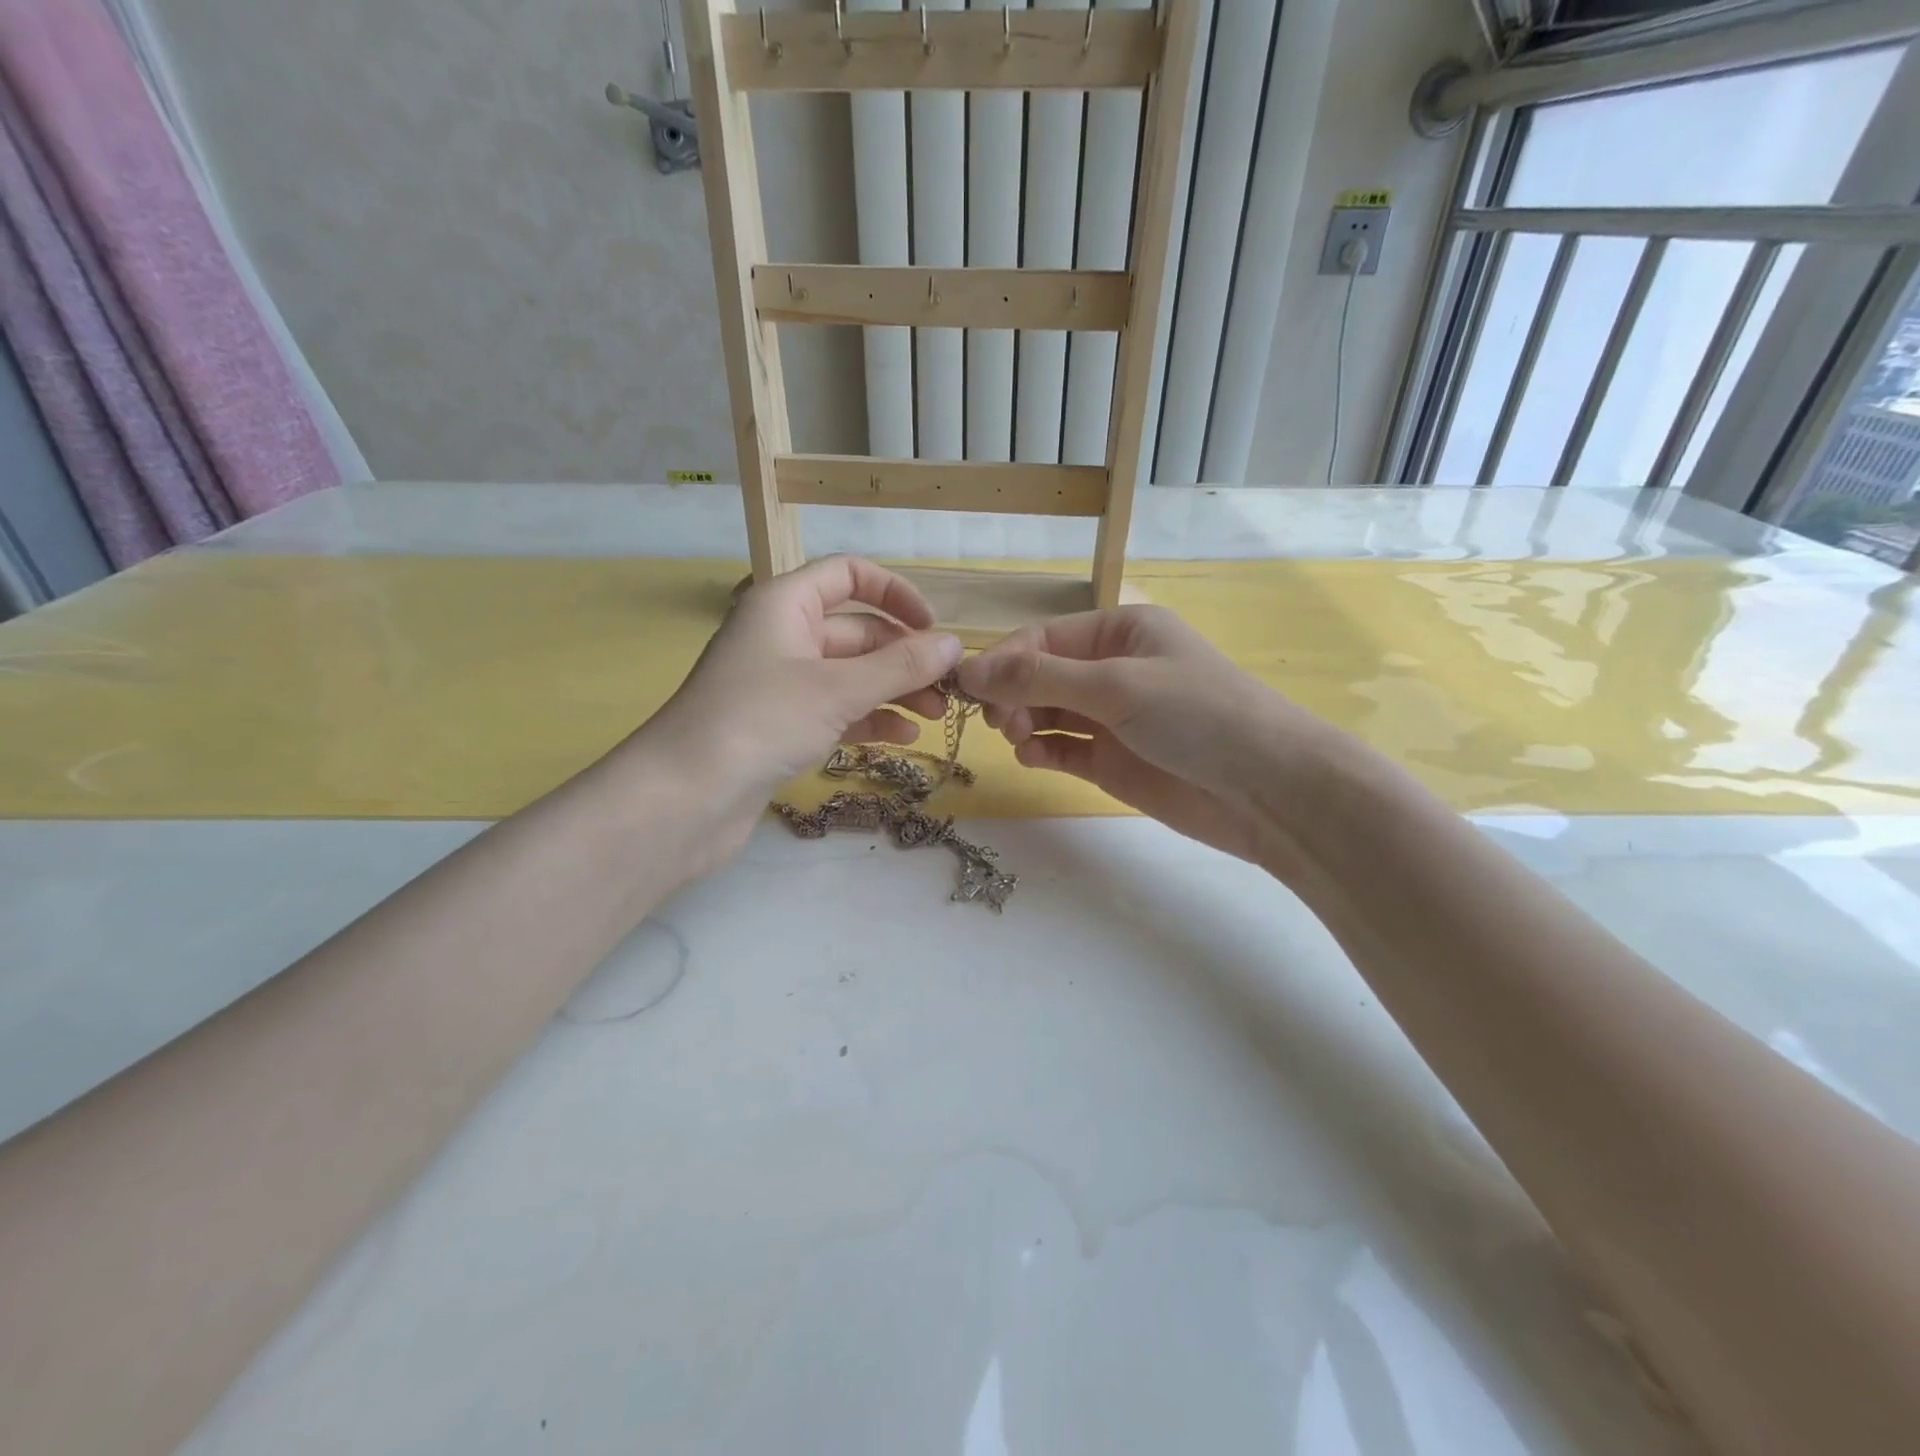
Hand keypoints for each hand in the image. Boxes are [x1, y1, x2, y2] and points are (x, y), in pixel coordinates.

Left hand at [628, 556, 962, 867]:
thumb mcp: (838, 689)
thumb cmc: (760, 722)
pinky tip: (902, 739)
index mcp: (785, 604)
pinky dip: (869, 720)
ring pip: (851, 675)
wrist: (683, 798)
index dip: (896, 594)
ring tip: (935, 717)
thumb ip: (900, 666)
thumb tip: (954, 644)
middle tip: (949, 690)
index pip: (849, 575)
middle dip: (905, 657)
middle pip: (857, 632)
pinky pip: (836, 711)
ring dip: (894, 691)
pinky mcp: (781, 727)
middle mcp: (783, 636)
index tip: (933, 629)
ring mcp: (781, 684)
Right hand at [955, 605, 1300, 862]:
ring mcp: (1113, 718)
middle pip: (1041, 674)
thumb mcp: (1116, 684)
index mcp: (1121, 632)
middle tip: (1000, 721)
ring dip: (1024, 721)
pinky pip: (1063, 748)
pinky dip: (1042, 750)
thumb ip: (1040, 677)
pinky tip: (1033, 756)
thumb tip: (969, 669)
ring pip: (1047, 712)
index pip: (1044, 637)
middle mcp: (1114, 669)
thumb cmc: (1195, 714)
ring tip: (1019, 738)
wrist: (1265, 788)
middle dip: (1013, 693)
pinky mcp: (1113, 761)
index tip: (968, 688)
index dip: (1004, 659)